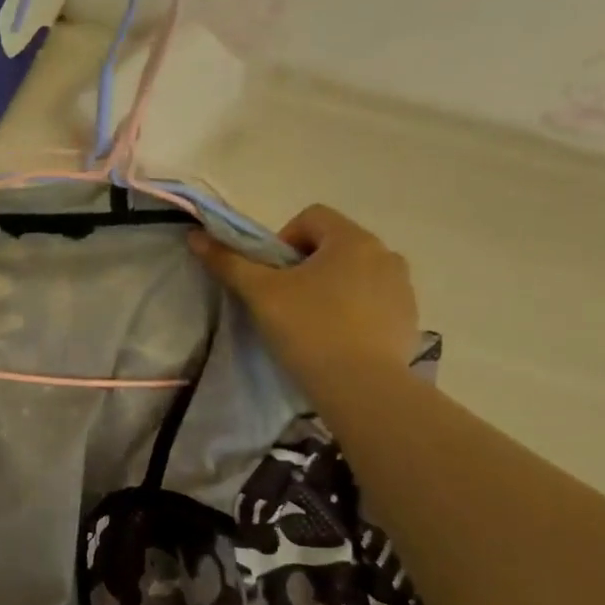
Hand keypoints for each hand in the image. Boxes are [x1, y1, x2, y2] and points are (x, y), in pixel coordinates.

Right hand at [190, 205, 417, 396]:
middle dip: (306, 267)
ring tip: (311, 324)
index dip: (282, 241)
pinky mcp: (409, 318)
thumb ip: (229, 263)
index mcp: (352, 239)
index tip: (271, 277)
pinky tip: (337, 340)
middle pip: (333, 245)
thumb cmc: (309, 330)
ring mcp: (402, 287)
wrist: (363, 387)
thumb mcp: (261, 294)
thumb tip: (196, 237)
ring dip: (331, 288)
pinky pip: (374, 301)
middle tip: (285, 303)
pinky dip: (353, 311)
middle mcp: (384, 254)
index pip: (311, 218)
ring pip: (355, 274)